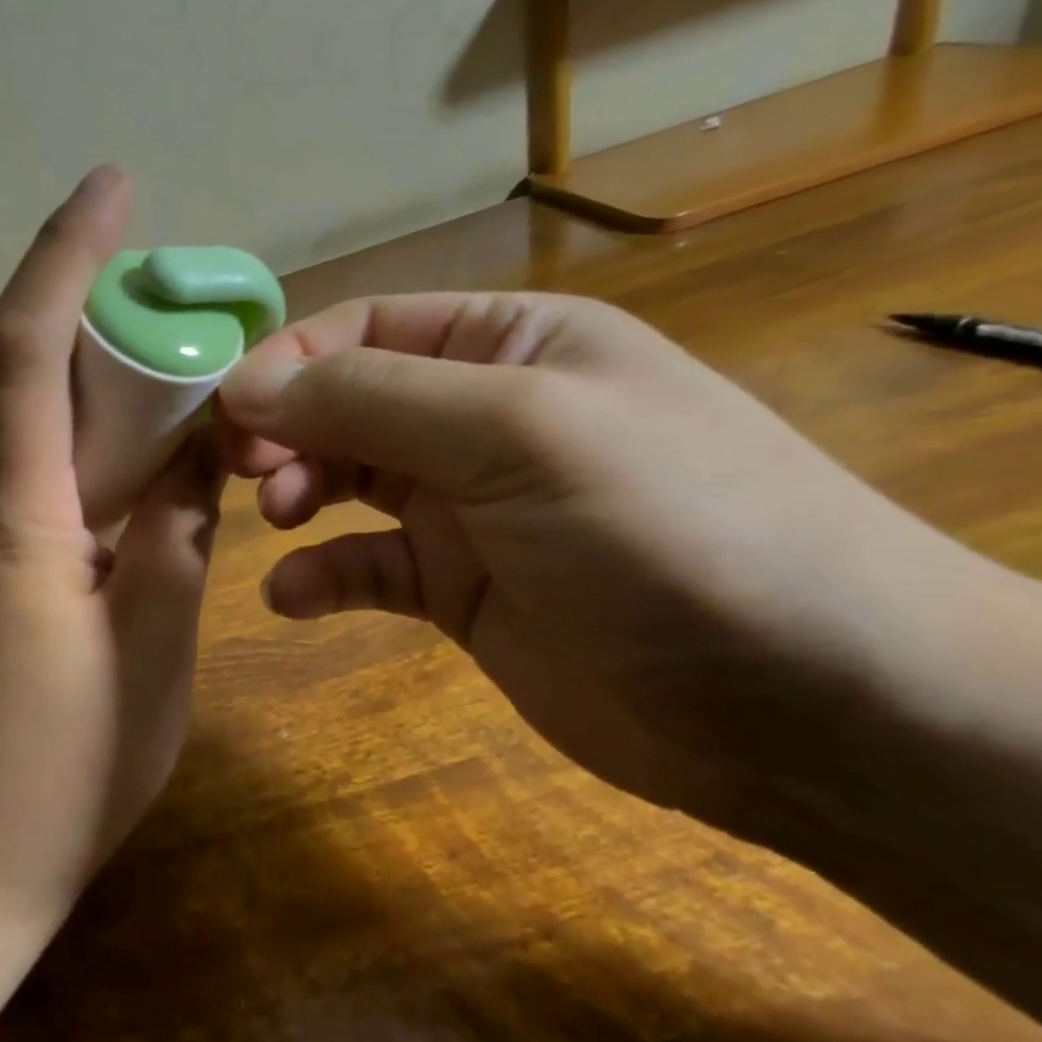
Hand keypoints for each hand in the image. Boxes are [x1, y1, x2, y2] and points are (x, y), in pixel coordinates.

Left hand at [0, 166, 223, 926]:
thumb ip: (175, 530)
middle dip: (56, 290)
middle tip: (141, 297)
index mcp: (14, 516)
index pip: (28, 345)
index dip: (66, 252)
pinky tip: (78, 430)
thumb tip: (195, 448)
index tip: (112, 187)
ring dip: (33, 340)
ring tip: (116, 353)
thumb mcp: (155, 646)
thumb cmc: (68, 765)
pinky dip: (20, 397)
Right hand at [217, 291, 981, 826]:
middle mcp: (478, 416)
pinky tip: (292, 595)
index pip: (364, 329)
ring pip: (346, 480)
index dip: (288, 361)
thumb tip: (244, 387)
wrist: (814, 711)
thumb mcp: (516, 433)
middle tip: (235, 468)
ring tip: (277, 520)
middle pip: (344, 403)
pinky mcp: (456, 587)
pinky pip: (365, 566)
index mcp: (507, 346)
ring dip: (296, 492)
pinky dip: (321, 575)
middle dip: (284, 428)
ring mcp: (465, 506)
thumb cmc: (667, 528)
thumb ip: (371, 401)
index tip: (226, 409)